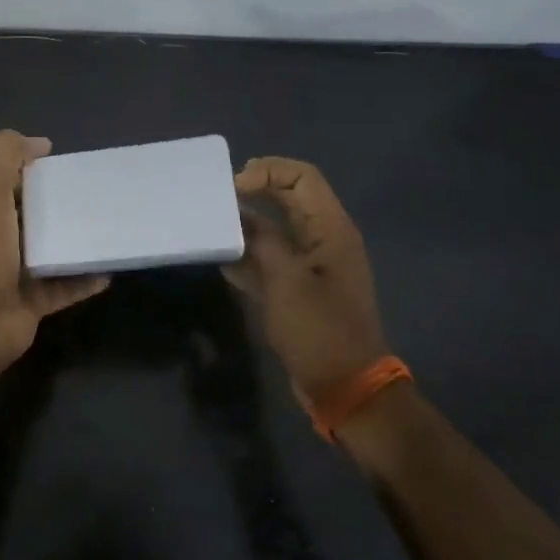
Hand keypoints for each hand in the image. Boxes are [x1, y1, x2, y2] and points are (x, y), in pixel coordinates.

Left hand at [0, 130, 109, 369]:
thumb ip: (6, 155)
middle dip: (59, 204)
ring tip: (108, 228)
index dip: (32, 169)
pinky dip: (85, 279)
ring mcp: (14, 274)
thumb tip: (40, 143)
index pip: (8, 182)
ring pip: (50, 251)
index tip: (65, 164)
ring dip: (75, 242)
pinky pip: (66, 287)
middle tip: (96, 195)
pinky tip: (109, 269)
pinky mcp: (34, 301)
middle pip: (32, 215)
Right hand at [224, 157, 389, 404]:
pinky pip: (271, 259)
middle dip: (255, 192)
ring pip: (276, 229)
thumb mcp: (286, 281)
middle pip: (289, 198)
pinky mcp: (299, 289)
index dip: (268, 171)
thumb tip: (238, 215)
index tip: (234, 188)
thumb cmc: (319, 330)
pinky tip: (222, 260)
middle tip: (218, 199)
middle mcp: (323, 239)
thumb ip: (261, 241)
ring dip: (247, 225)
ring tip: (213, 226)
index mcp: (331, 229)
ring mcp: (312, 265)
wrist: (345, 388)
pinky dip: (249, 255)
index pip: (302, 177)